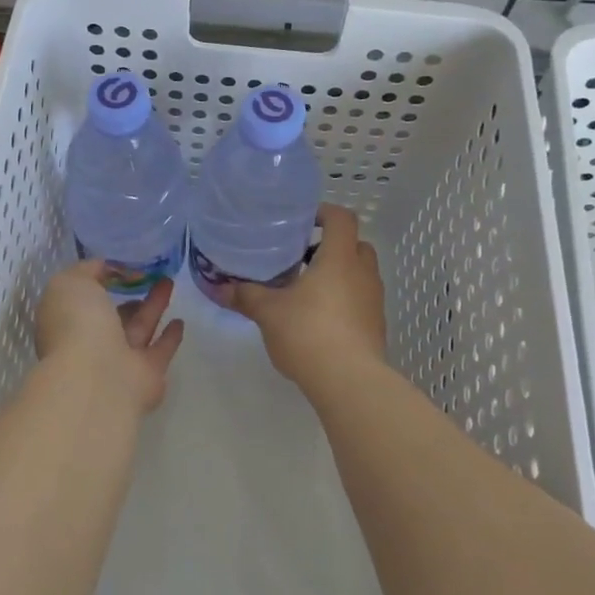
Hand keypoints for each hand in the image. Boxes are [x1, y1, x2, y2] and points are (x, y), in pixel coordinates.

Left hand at [36, 260, 184, 414]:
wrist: (98, 378)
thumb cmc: (77, 325)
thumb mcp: (71, 282)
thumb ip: (87, 270)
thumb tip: (106, 267)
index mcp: (67, 323)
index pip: (83, 299)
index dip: (98, 281)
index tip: (119, 265)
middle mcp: (90, 344)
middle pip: (113, 316)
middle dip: (128, 297)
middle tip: (148, 275)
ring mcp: (119, 362)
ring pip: (139, 328)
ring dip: (153, 306)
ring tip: (168, 282)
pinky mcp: (148, 375)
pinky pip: (160, 350)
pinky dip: (170, 337)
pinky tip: (180, 321)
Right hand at [234, 204, 385, 386]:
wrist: (349, 381)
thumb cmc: (308, 333)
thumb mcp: (268, 312)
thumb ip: (246, 296)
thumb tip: (219, 287)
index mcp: (340, 258)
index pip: (341, 218)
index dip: (324, 213)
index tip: (302, 221)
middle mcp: (363, 273)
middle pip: (355, 244)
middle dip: (331, 245)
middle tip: (302, 256)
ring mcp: (374, 300)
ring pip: (360, 273)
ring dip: (338, 274)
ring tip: (306, 289)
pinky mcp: (376, 326)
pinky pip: (361, 299)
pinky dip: (344, 299)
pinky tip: (318, 318)